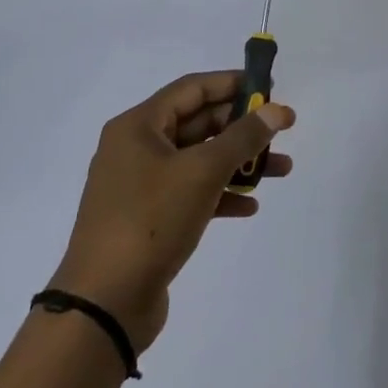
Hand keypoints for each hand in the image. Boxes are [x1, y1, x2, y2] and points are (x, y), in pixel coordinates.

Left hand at [51, 71, 294, 353]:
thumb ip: (244, 136)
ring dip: (239, 162)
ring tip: (283, 169)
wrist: (104, 304)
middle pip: (198, 123)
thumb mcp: (203, 171)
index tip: (271, 87)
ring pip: (199, 160)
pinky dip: (221, 194)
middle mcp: (136, 149)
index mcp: (138, 126)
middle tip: (282, 130)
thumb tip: (277, 110)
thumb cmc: (151, 221)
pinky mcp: (148, 219)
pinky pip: (191, 193)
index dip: (233, 84)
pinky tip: (249, 206)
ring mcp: (140, 186)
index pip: (193, 88)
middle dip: (242, 127)